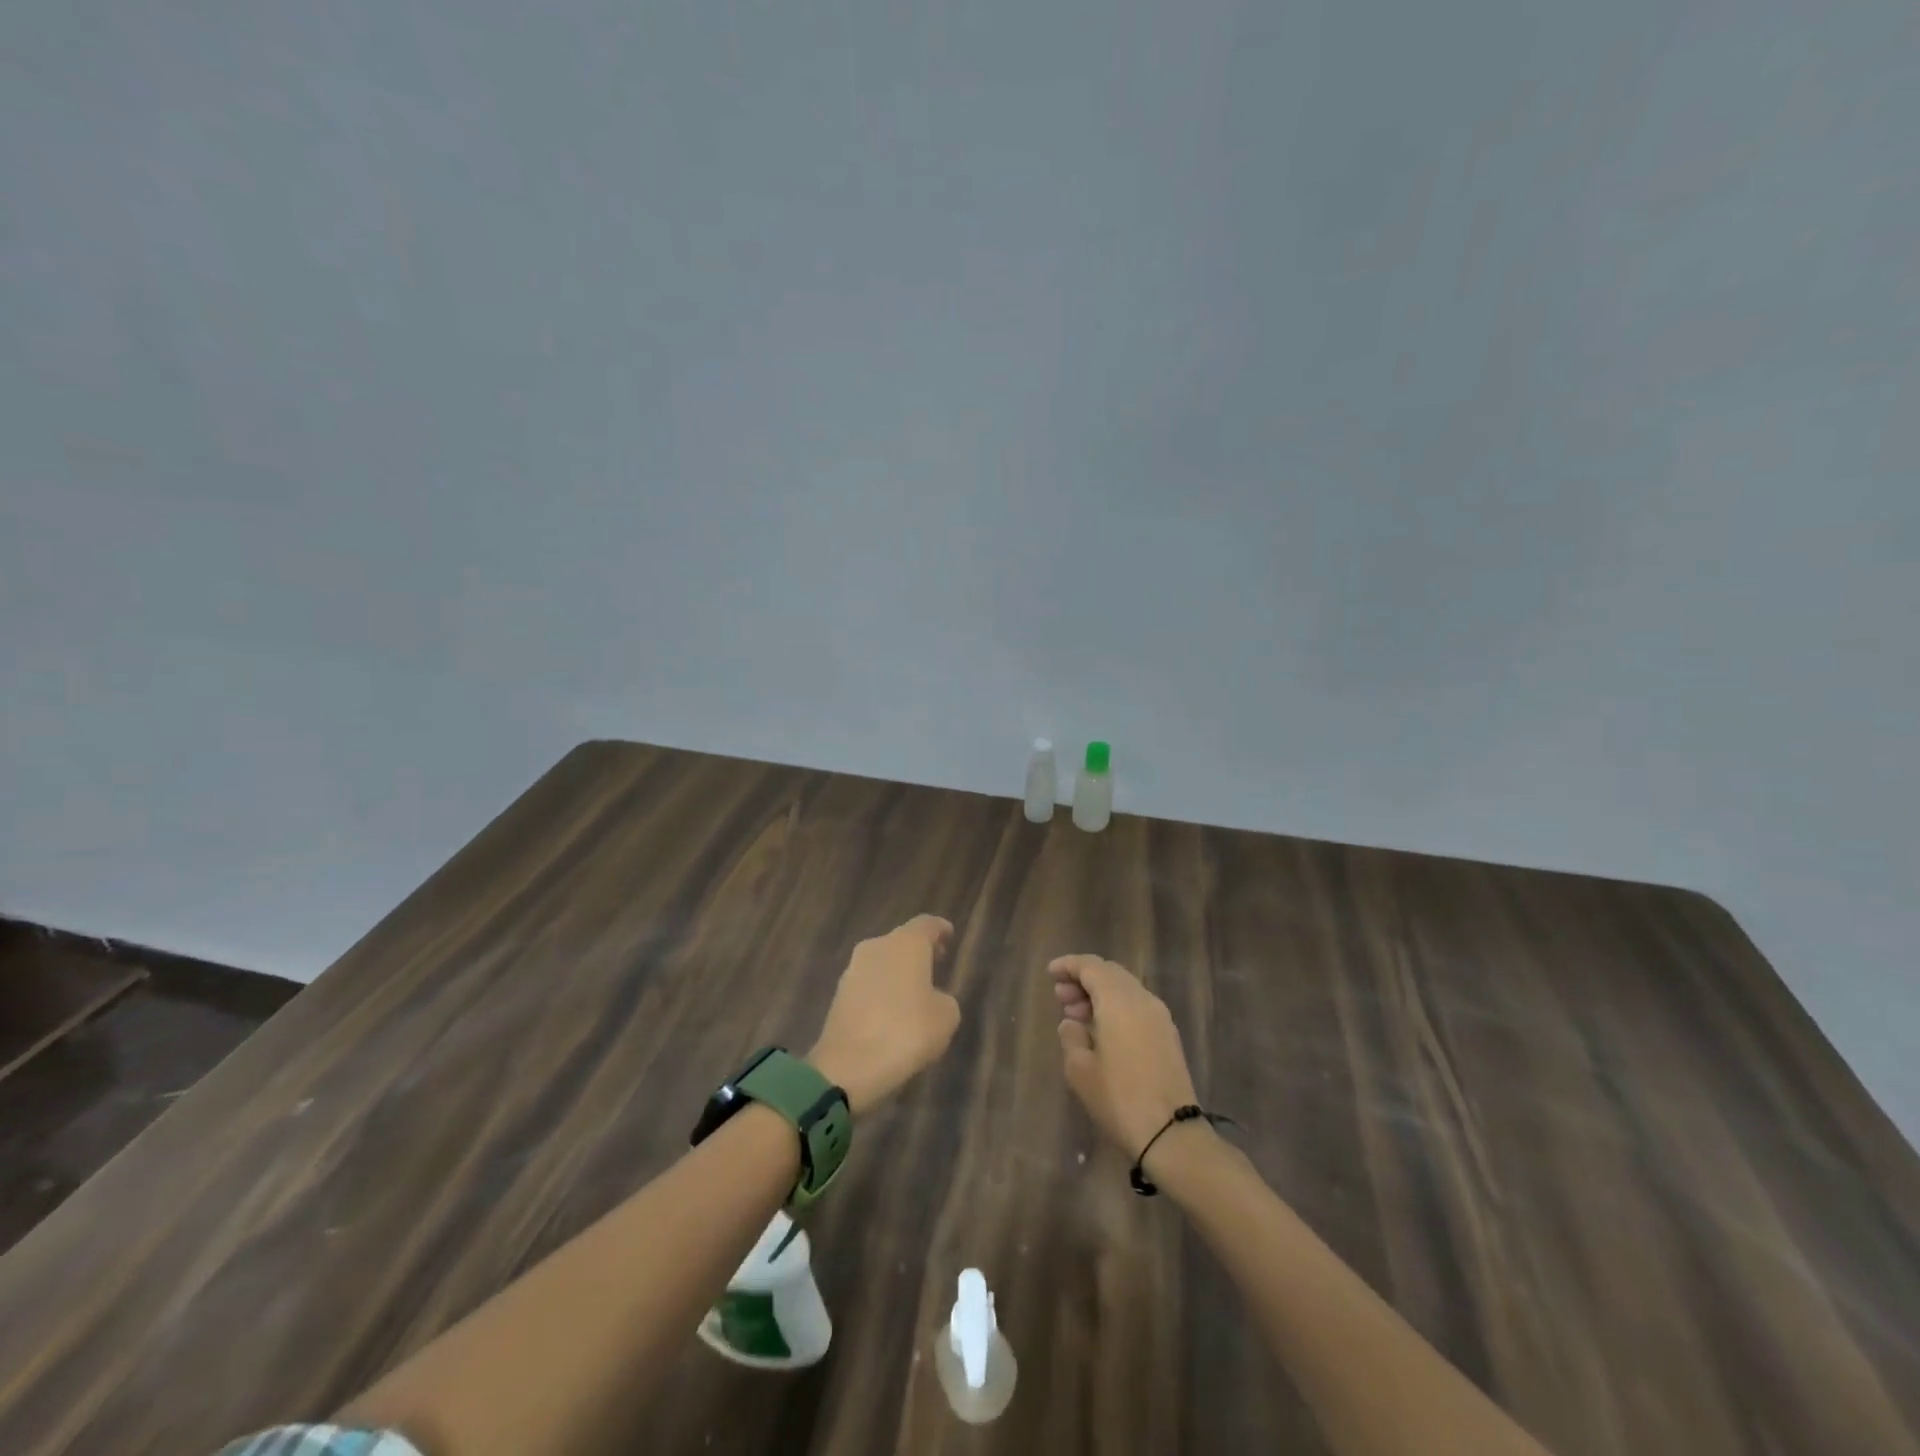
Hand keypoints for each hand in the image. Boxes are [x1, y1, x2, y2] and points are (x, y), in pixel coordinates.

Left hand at [809, 915, 960, 1114]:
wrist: (847, 1067)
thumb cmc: (906, 1033)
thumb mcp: (946, 1018)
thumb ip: (944, 999)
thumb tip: (931, 998)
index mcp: (906, 943)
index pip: (926, 924)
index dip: (940, 929)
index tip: (949, 935)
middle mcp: (877, 947)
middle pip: (902, 940)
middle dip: (919, 951)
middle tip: (936, 964)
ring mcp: (853, 969)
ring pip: (883, 962)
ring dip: (898, 972)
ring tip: (915, 993)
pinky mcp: (839, 994)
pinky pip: (869, 984)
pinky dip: (882, 991)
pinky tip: (892, 1013)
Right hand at [1051, 955, 1199, 1158]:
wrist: (1172, 1133)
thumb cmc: (1119, 1098)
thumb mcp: (1080, 1069)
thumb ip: (1071, 1037)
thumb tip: (1072, 1023)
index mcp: (1119, 1000)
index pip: (1091, 966)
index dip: (1069, 965)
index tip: (1050, 973)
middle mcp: (1142, 999)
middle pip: (1110, 973)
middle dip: (1083, 979)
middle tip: (1060, 997)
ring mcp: (1160, 1017)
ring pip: (1125, 989)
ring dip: (1100, 994)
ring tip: (1076, 1016)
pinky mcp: (1168, 1035)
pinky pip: (1137, 1006)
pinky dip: (1116, 1007)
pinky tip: (1101, 1031)